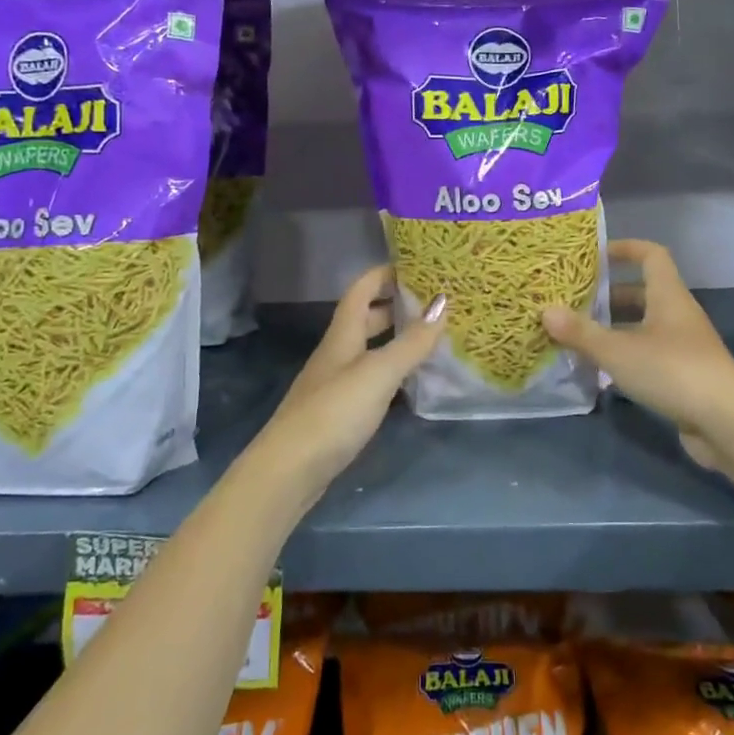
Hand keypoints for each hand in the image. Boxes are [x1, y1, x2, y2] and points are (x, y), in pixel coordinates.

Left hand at [255, 265, 445, 484]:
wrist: (290, 470)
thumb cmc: (334, 411)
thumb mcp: (378, 372)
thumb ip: (412, 341)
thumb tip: (443, 302)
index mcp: (343, 334)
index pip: (362, 289)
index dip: (385, 273)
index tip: (419, 265)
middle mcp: (338, 352)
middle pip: (366, 317)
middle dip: (396, 305)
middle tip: (435, 302)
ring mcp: (336, 383)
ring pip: (370, 349)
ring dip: (396, 339)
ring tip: (432, 337)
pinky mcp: (340, 412)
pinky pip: (371, 378)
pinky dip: (392, 371)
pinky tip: (411, 381)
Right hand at [541, 239, 733, 467]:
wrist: (727, 423)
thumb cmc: (672, 371)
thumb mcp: (618, 351)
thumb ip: (581, 332)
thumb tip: (545, 311)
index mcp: (668, 296)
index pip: (651, 255)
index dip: (624, 249)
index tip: (594, 255)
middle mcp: (677, 315)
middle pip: (642, 293)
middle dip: (607, 296)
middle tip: (572, 302)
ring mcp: (683, 347)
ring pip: (642, 327)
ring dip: (613, 330)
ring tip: (577, 337)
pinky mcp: (684, 376)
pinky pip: (648, 356)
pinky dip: (625, 358)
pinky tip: (599, 372)